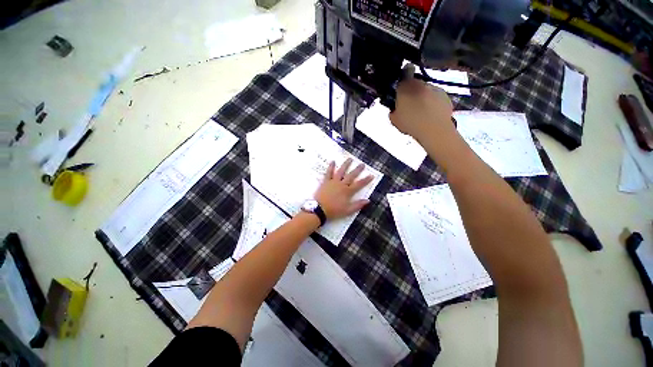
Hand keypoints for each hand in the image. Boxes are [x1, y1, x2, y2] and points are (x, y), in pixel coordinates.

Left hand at [314, 158, 373, 219]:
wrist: (319, 209)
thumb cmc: (334, 211)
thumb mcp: (348, 211)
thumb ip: (358, 205)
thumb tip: (368, 200)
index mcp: (347, 191)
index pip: (359, 184)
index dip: (366, 180)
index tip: (371, 175)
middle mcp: (342, 184)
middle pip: (351, 175)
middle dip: (357, 170)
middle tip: (362, 164)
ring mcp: (333, 182)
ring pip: (341, 171)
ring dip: (346, 165)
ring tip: (350, 159)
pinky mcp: (326, 181)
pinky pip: (329, 173)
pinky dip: (331, 167)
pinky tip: (333, 161)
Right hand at [389, 64, 455, 143]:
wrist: (434, 129)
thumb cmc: (410, 123)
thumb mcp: (394, 119)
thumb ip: (393, 110)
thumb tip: (395, 108)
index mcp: (406, 87)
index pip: (403, 74)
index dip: (402, 80)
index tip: (401, 89)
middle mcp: (420, 83)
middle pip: (415, 83)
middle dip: (411, 91)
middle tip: (409, 105)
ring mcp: (434, 88)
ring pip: (425, 90)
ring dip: (422, 97)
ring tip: (421, 112)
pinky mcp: (445, 95)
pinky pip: (436, 96)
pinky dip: (433, 102)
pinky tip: (430, 114)